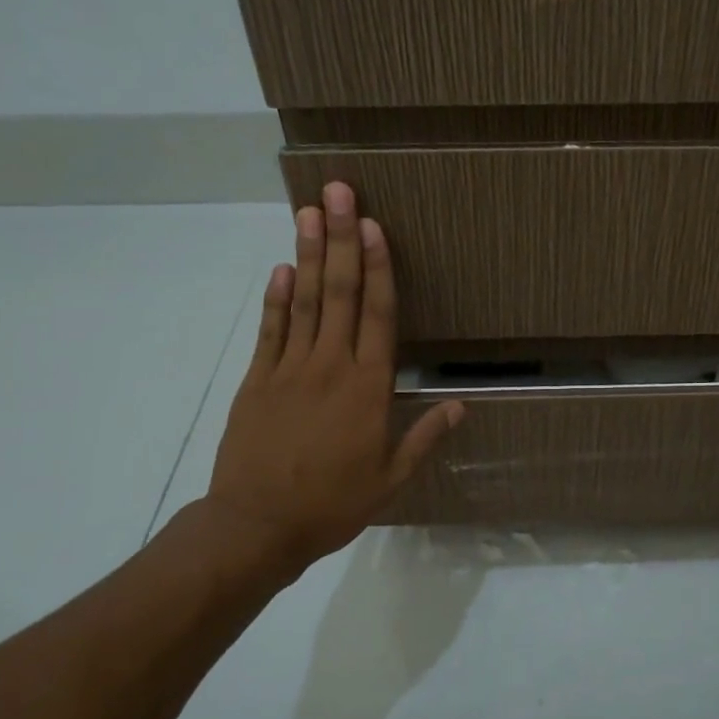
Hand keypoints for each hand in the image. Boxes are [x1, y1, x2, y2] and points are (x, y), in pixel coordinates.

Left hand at [189, 182, 462, 583]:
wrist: (256, 526)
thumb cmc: (332, 504)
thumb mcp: (391, 479)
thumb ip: (425, 437)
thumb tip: (462, 404)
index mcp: (368, 388)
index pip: (377, 314)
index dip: (377, 266)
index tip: (373, 225)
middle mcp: (330, 366)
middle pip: (338, 292)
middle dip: (340, 239)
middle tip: (336, 192)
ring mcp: (288, 369)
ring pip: (302, 301)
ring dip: (307, 254)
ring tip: (308, 212)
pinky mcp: (257, 380)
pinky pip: (270, 330)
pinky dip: (275, 298)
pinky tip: (281, 268)